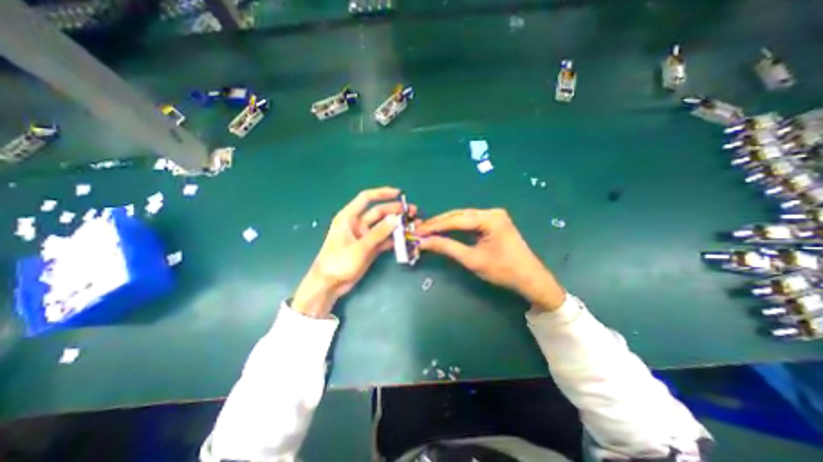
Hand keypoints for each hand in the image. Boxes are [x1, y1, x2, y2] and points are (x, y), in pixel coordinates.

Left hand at [291, 186, 418, 317]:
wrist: (330, 284)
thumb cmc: (339, 262)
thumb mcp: (360, 247)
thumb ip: (378, 233)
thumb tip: (396, 218)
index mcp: (349, 217)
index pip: (366, 198)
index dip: (382, 193)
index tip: (399, 193)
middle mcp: (358, 223)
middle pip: (379, 212)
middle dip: (395, 210)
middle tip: (413, 211)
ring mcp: (365, 236)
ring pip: (384, 226)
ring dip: (397, 224)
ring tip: (413, 223)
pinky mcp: (370, 247)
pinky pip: (384, 239)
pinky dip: (394, 238)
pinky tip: (406, 238)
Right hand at [419, 207, 566, 310]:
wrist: (530, 279)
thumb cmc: (503, 271)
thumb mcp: (471, 259)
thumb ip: (446, 248)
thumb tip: (423, 242)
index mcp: (490, 218)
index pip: (456, 219)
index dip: (435, 226)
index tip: (417, 231)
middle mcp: (491, 212)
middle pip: (458, 215)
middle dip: (438, 223)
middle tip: (420, 231)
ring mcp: (493, 216)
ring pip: (463, 217)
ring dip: (445, 224)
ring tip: (428, 231)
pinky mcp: (493, 222)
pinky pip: (470, 222)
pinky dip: (456, 227)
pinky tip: (445, 230)